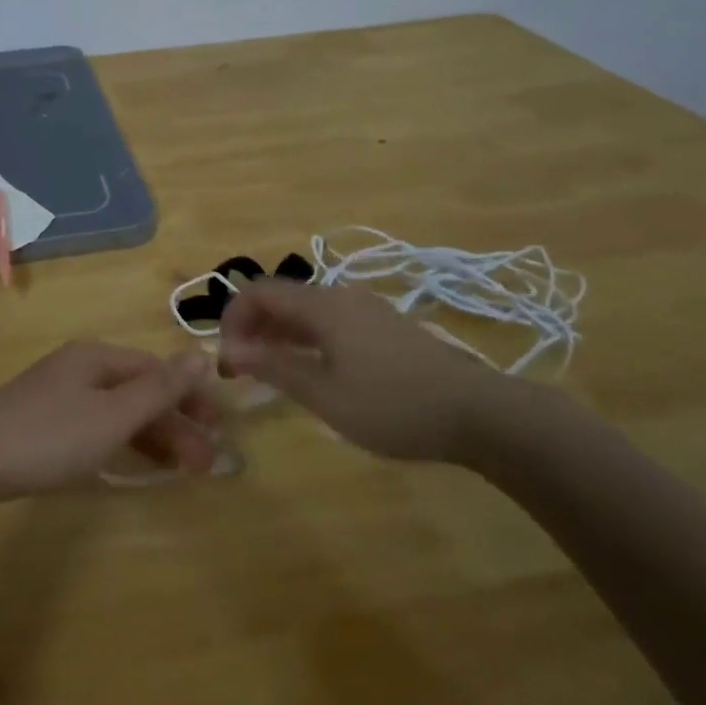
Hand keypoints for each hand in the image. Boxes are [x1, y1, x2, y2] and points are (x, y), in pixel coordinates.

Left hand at [0, 342, 222, 508]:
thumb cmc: (48, 437)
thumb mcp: (112, 416)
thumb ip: (159, 389)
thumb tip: (201, 354)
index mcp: (97, 357)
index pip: (156, 369)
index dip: (190, 396)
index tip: (218, 430)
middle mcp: (79, 367)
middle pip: (138, 390)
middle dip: (175, 424)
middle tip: (205, 464)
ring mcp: (57, 394)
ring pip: (117, 411)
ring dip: (152, 437)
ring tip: (181, 471)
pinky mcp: (41, 422)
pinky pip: (95, 426)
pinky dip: (121, 443)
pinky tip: (132, 463)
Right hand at [218, 279, 513, 462]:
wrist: (479, 412)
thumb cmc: (394, 406)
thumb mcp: (325, 395)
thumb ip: (274, 367)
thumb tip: (229, 349)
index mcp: (321, 305)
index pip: (257, 292)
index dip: (232, 318)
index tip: (227, 358)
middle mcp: (340, 296)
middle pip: (281, 297)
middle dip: (253, 327)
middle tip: (243, 369)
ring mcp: (365, 309)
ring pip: (306, 310)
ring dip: (279, 334)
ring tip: (272, 373)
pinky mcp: (383, 326)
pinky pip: (330, 321)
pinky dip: (307, 338)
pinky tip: (313, 371)